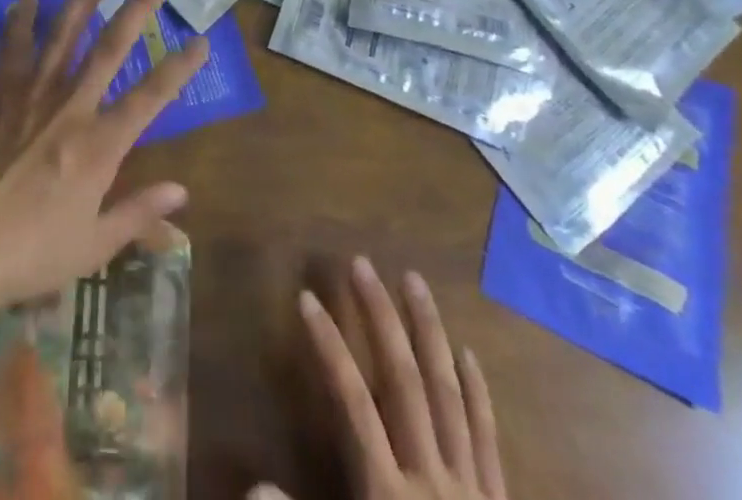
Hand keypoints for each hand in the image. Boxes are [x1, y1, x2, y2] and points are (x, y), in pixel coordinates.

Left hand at [0, 0, 208, 308]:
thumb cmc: (30, 252)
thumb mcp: (93, 246)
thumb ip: (138, 214)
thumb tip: (182, 192)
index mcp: (100, 145)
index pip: (152, 97)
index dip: (180, 67)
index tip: (201, 40)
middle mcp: (71, 107)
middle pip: (110, 47)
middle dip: (138, 9)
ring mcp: (33, 94)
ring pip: (64, 34)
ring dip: (84, 0)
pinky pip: (13, 48)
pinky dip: (20, 21)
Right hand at [259, 257, 506, 499]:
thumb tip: (253, 483)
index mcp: (389, 496)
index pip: (353, 402)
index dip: (328, 346)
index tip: (306, 298)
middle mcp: (431, 480)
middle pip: (403, 382)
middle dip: (380, 318)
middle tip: (361, 264)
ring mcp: (471, 489)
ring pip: (448, 394)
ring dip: (429, 332)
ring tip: (413, 280)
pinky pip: (488, 438)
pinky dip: (477, 392)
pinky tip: (468, 353)